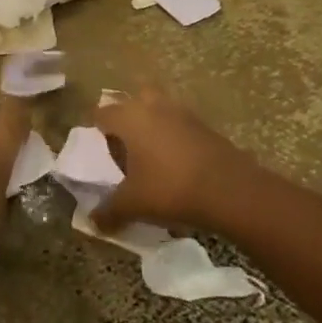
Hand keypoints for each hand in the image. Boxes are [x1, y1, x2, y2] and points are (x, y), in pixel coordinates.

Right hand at [90, 85, 257, 233]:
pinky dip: (172, 135)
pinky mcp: (203, 124)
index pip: (102, 112)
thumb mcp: (133, 205)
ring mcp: (181, 112)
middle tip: (122, 145)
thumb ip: (109, 210)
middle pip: (131, 100)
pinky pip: (178, 122)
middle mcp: (153, 106)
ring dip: (151, 123)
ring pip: (157, 107)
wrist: (229, 189)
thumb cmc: (170, 189)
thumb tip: (92, 221)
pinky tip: (174, 161)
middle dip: (125, 117)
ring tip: (149, 154)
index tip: (94, 147)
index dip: (95, 127)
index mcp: (129, 118)